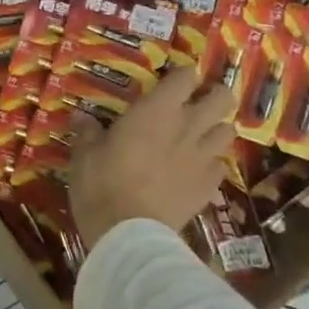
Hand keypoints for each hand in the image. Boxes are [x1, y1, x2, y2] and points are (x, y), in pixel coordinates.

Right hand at [68, 65, 236, 248]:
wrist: (129, 234)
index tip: (174, 79)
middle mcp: (187, 127)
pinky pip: (220, 166)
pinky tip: (196, 170)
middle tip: (199, 101)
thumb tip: (80, 117)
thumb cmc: (102, 184)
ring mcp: (203, 158)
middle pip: (222, 98)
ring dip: (216, 128)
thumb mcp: (84, 155)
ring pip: (227, 131)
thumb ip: (87, 132)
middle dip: (215, 95)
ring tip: (200, 135)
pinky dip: (211, 164)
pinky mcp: (210, 187)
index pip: (185, 76)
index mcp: (157, 110)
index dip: (183, 74)